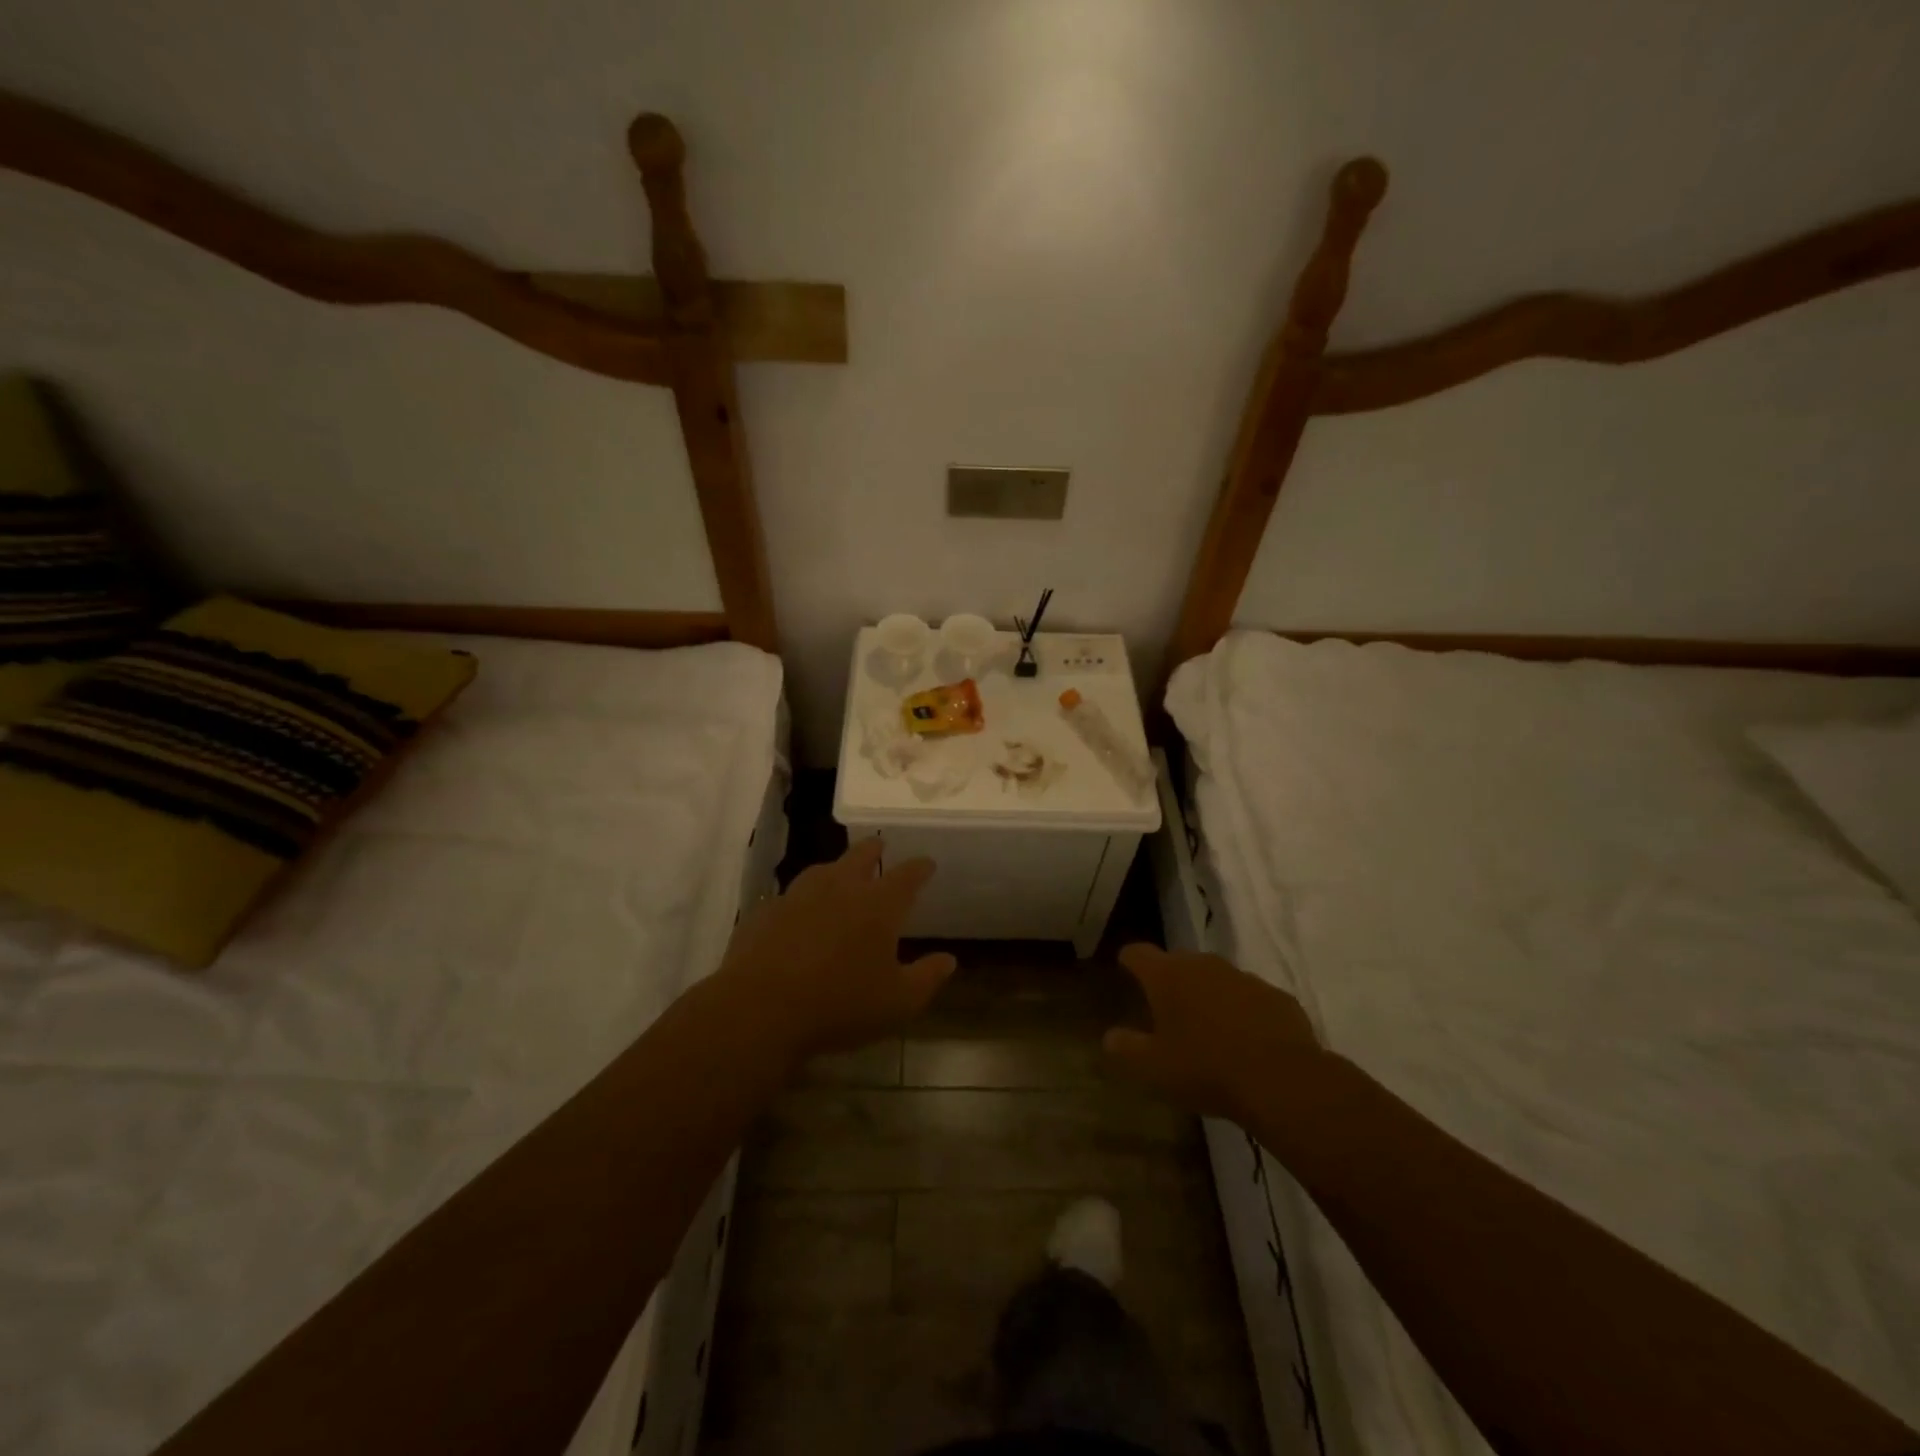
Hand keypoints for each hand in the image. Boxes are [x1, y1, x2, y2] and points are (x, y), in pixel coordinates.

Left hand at [718, 837, 956, 1064]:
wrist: (760, 1009)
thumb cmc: (839, 1005)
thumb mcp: (897, 1003)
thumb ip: (927, 978)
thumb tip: (949, 960)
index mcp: (877, 905)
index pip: (907, 875)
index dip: (920, 868)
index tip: (927, 863)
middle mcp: (839, 888)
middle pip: (860, 856)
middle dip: (874, 849)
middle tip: (880, 846)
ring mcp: (797, 896)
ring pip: (822, 870)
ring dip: (836, 867)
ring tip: (840, 872)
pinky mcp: (765, 912)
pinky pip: (789, 897)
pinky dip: (801, 899)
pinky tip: (798, 912)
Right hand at [1104, 944, 1320, 1122]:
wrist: (1282, 1081)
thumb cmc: (1205, 1069)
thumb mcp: (1153, 1068)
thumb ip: (1126, 1048)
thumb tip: (1110, 1036)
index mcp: (1168, 976)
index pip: (1138, 953)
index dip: (1129, 960)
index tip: (1125, 969)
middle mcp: (1204, 965)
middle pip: (1179, 963)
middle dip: (1172, 982)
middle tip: (1167, 1011)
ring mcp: (1244, 978)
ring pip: (1218, 979)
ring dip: (1209, 997)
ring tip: (1209, 1029)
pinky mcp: (1278, 997)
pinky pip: (1252, 999)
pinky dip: (1244, 1013)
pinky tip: (1247, 1042)